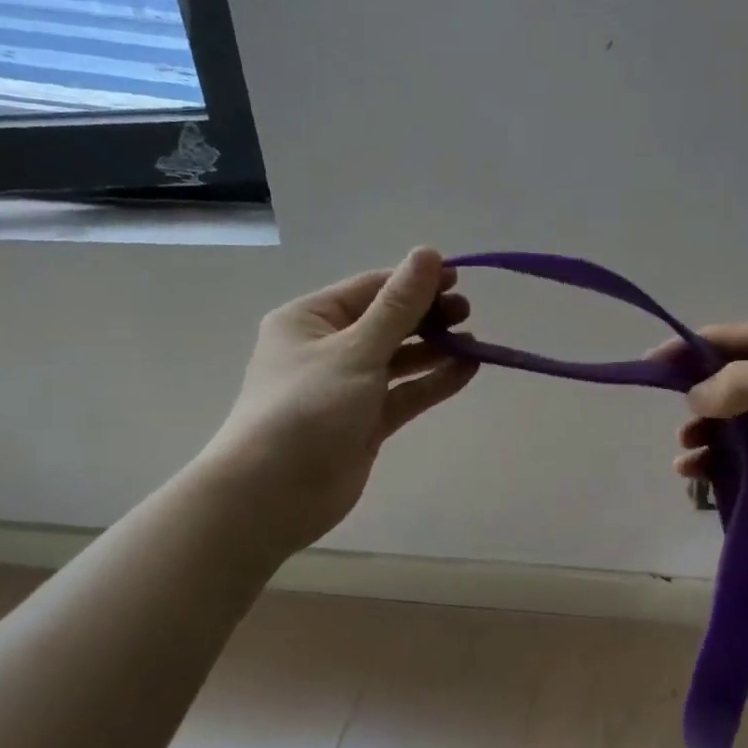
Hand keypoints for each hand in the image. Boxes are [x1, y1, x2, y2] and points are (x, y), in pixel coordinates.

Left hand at [201, 249, 477, 551]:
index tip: (459, 279)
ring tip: (475, 342)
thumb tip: (428, 252)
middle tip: (466, 313)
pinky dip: (432, 381)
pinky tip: (467, 370)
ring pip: (398, 359)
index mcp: (311, 319)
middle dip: (427, 315)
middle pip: (387, 322)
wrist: (271, 496)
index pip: (371, 288)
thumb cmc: (307, 409)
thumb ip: (398, 306)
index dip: (414, 281)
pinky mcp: (365, 422)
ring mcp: (347, 387)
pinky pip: (404, 393)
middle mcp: (327, 348)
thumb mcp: (356, 350)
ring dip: (435, 348)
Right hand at [668, 315, 747, 530]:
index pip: (731, 337)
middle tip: (676, 423)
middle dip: (698, 398)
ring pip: (738, 418)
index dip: (688, 349)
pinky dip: (727, 459)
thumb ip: (744, 386)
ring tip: (684, 456)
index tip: (649, 365)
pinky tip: (702, 474)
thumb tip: (694, 396)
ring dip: (709, 433)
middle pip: (730, 378)